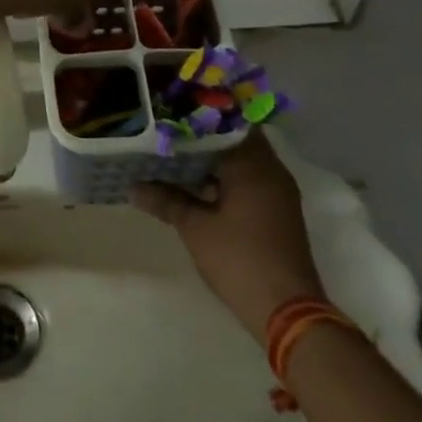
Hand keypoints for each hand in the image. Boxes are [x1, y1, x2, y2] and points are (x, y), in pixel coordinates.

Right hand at [132, 131, 323, 338]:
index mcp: (254, 165)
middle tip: (169, 129)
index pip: (227, 122)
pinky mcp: (278, 212)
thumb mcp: (195, 228)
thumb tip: (133, 187)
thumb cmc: (239, 260)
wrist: (287, 312)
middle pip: (236, 138)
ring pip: (243, 160)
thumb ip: (165, 201)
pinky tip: (197, 183)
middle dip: (204, 135)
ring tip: (176, 152)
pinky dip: (226, 176)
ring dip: (215, 157)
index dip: (200, 114)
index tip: (173, 109)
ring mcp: (278, 192)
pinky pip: (250, 179)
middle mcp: (271, 171)